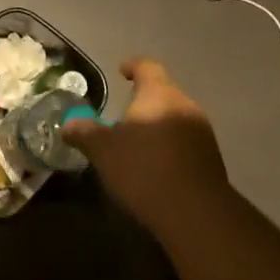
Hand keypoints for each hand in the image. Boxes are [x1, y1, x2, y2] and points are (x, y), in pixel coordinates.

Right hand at [62, 58, 227, 241]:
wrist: (196, 213)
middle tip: (124, 113)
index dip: (133, 66)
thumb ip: (84, 132)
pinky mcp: (212, 158)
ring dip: (159, 124)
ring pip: (176, 117)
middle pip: (163, 92)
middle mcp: (184, 104)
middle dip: (144, 100)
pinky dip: (170, 145)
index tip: (121, 70)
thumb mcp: (103, 150)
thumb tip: (67, 123)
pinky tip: (157, 165)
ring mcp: (202, 131)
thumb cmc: (144, 169)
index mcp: (158, 93)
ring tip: (139, 142)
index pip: (147, 67)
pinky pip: (186, 140)